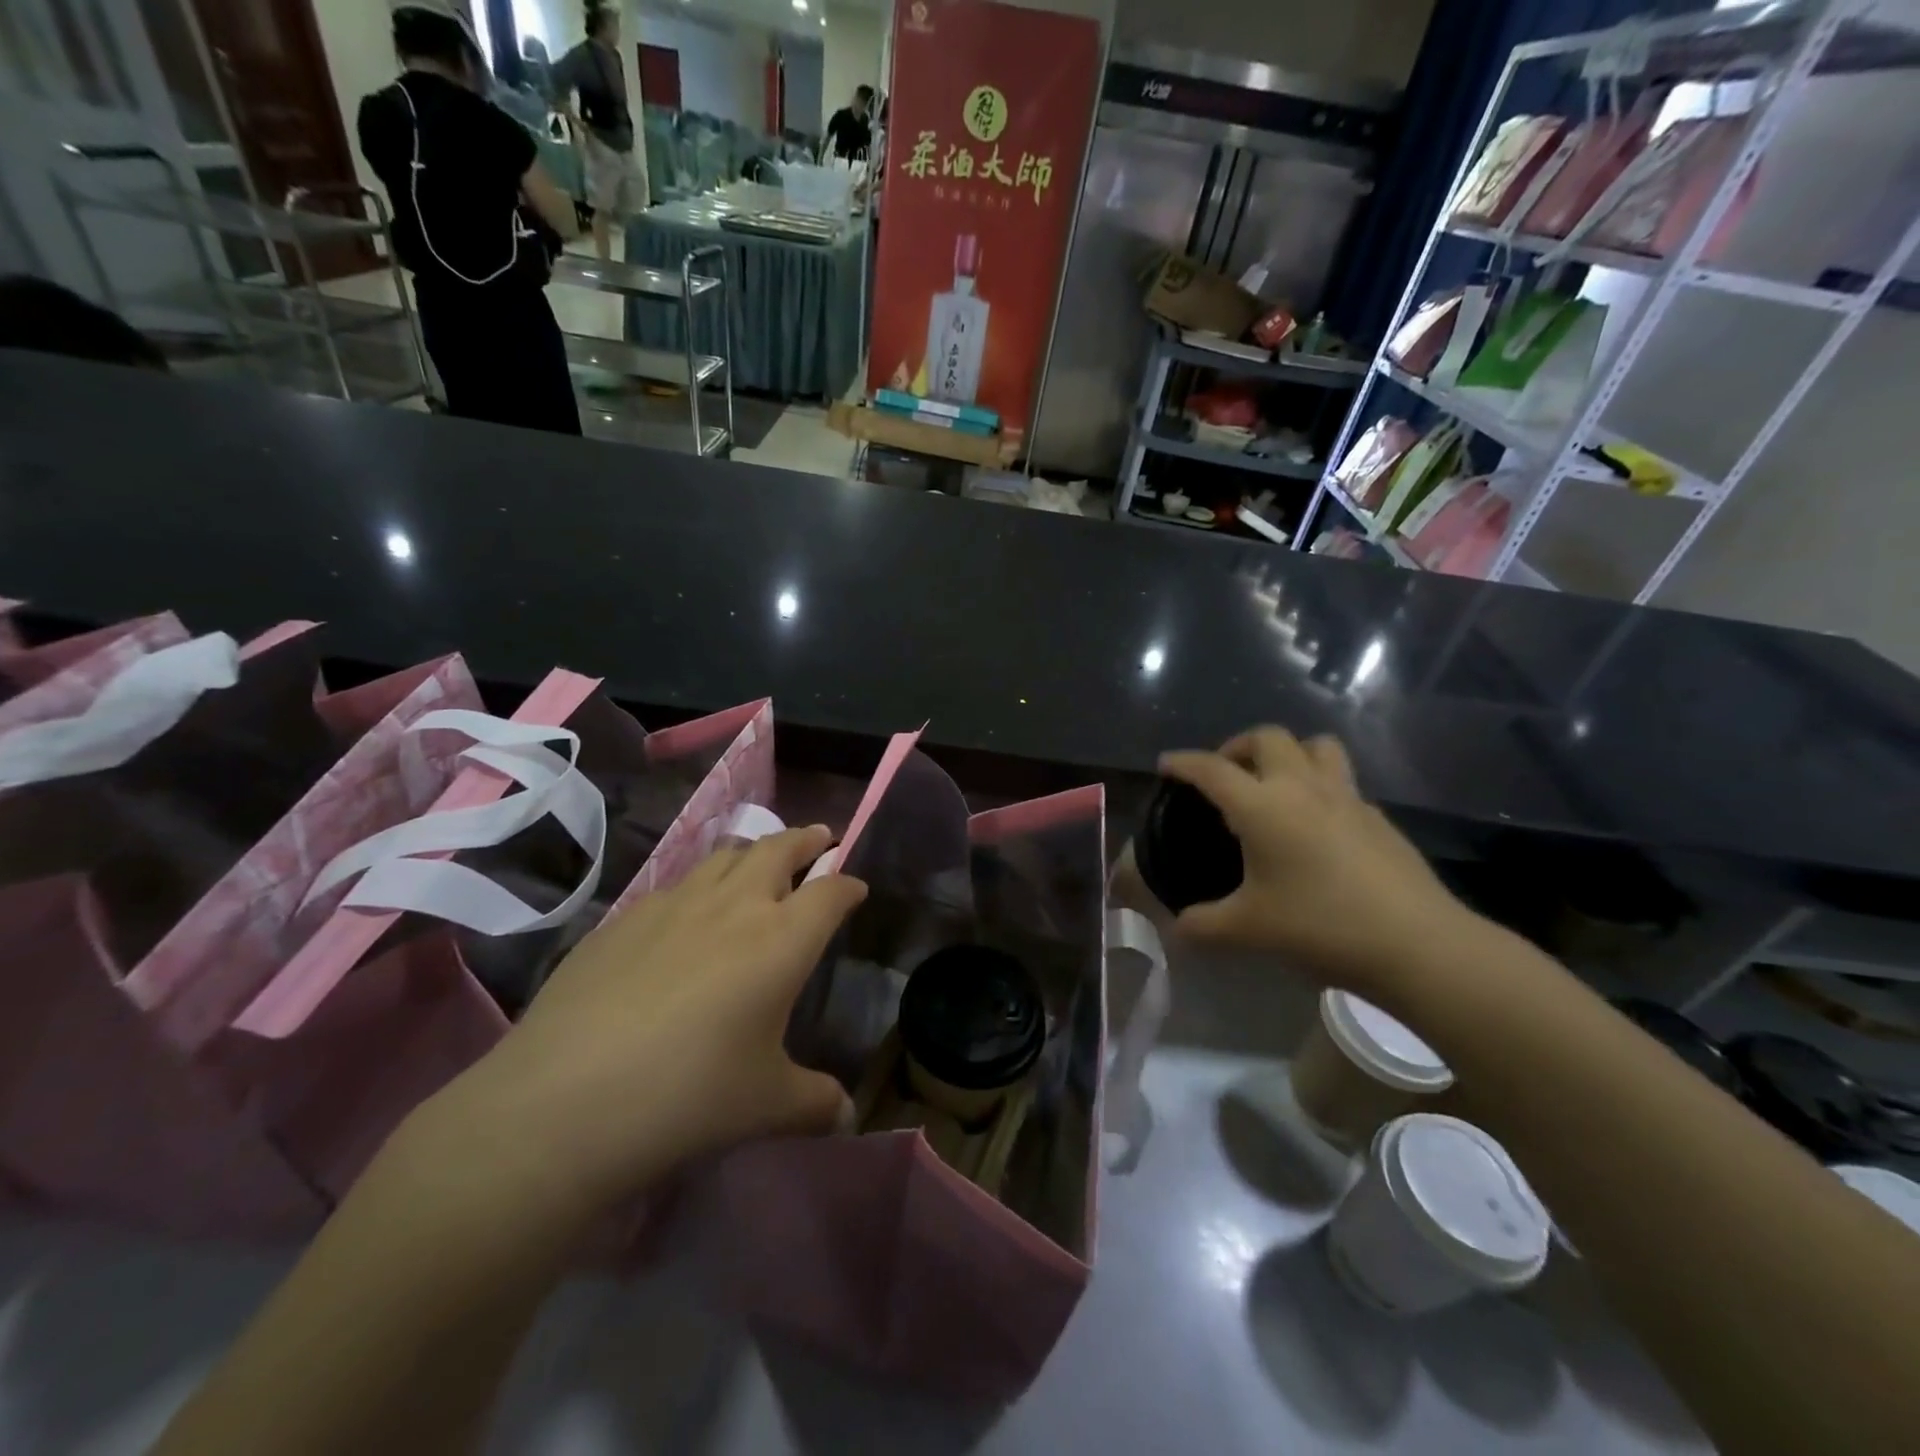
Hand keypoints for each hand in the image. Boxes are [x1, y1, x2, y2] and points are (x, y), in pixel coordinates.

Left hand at [431, 826, 864, 1219]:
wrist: (563, 1102)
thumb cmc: (688, 1097)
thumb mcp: (766, 1106)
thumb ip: (815, 1102)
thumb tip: (846, 1114)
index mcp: (781, 940)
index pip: (830, 892)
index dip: (848, 885)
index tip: (856, 888)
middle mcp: (733, 906)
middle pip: (778, 849)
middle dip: (805, 840)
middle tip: (818, 839)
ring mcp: (672, 905)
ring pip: (724, 857)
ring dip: (752, 853)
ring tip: (758, 864)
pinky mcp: (623, 919)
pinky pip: (676, 886)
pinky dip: (699, 885)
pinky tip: (686, 916)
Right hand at [1159, 728, 1482, 1000]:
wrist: (1417, 943)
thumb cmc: (1321, 926)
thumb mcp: (1248, 930)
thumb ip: (1203, 925)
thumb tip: (1178, 929)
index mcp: (1262, 806)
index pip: (1212, 769)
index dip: (1184, 763)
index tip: (1166, 765)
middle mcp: (1303, 788)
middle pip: (1268, 737)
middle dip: (1238, 745)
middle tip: (1225, 773)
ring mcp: (1347, 798)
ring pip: (1315, 746)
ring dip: (1288, 753)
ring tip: (1274, 783)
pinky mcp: (1378, 817)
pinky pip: (1342, 781)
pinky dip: (1320, 787)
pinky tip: (1316, 825)